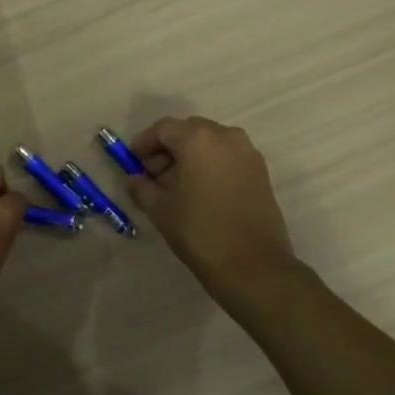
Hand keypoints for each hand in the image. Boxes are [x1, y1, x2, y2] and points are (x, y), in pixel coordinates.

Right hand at [126, 116, 302, 295]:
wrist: (253, 266)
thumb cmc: (200, 231)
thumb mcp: (159, 209)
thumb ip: (141, 187)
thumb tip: (135, 179)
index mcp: (198, 138)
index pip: (163, 129)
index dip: (144, 143)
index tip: (133, 162)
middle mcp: (226, 136)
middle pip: (188, 131)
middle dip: (167, 149)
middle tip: (152, 175)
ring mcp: (247, 152)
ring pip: (210, 143)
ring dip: (189, 157)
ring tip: (176, 186)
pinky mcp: (261, 172)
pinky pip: (227, 157)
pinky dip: (210, 165)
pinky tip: (200, 192)